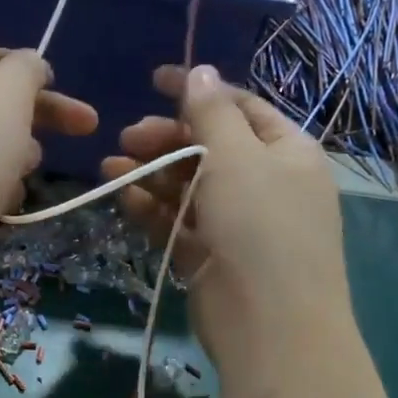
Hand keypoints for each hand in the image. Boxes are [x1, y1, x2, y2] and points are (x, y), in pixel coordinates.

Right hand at [102, 64, 348, 383]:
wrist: (270, 327)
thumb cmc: (261, 227)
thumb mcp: (238, 157)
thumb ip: (213, 113)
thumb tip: (201, 70)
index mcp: (287, 152)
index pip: (241, 108)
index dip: (200, 90)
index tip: (155, 81)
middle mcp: (265, 183)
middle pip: (209, 147)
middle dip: (167, 138)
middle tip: (127, 138)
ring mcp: (236, 223)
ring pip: (188, 185)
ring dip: (151, 173)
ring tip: (110, 167)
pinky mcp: (209, 256)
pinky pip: (178, 221)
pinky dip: (152, 207)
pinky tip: (122, 195)